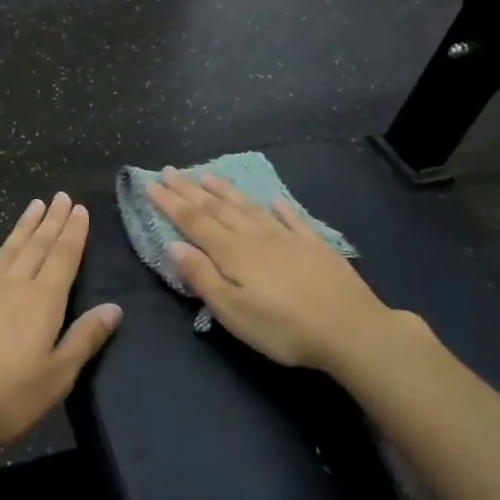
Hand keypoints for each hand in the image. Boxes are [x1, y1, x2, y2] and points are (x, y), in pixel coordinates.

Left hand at [0, 193, 121, 456]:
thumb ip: (85, 338)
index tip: (79, 208)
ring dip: (19, 230)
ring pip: (3, 254)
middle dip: (51, 222)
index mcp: (42, 301)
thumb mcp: (58, 375)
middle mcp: (11, 288)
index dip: (73, 233)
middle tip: (60, 197)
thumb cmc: (8, 397)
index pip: (63, 258)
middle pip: (35, 248)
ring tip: (32, 206)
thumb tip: (114, 307)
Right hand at [146, 170, 406, 374]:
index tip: (150, 184)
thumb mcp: (232, 311)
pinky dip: (279, 207)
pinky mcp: (314, 245)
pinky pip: (291, 218)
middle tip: (169, 171)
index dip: (170, 203)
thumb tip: (174, 246)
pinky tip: (274, 199)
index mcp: (231, 252)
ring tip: (207, 175)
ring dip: (225, 191)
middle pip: (216, 208)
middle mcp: (255, 235)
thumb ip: (202, 277)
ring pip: (249, 207)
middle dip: (189, 189)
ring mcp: (286, 237)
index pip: (193, 221)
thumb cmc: (282, 327)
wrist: (350, 328)